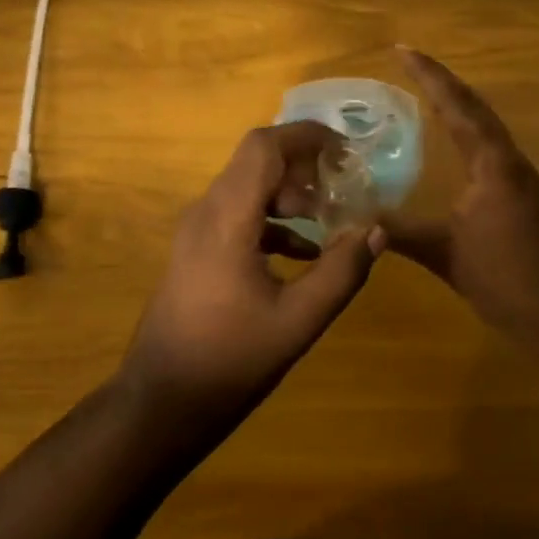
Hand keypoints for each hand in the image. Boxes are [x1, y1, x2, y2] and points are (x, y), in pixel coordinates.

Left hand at [120, 122, 385, 422]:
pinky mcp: (195, 252)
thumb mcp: (297, 320)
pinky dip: (272, 221)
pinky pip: (237, 216)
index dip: (305, 136)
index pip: (263, 147)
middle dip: (303, 166)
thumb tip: (377, 230)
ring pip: (246, 189)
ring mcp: (195, 232)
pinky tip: (302, 253)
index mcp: (226, 218)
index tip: (346, 148)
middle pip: (255, 163)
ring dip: (289, 195)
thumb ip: (341, 272)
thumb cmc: (229, 360)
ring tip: (330, 219)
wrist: (161, 401)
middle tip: (344, 186)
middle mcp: (205, 213)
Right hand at [385, 48, 538, 335]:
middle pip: (474, 107)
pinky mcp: (518, 194)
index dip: (429, 77)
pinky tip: (450, 138)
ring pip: (484, 125)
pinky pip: (487, 145)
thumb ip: (399, 232)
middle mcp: (507, 160)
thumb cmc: (504, 277)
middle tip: (409, 60)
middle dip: (441, 81)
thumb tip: (353, 218)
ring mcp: (516, 176)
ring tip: (426, 88)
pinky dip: (465, 128)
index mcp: (492, 164)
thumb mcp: (444, 253)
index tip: (402, 50)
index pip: (457, 107)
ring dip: (456, 102)